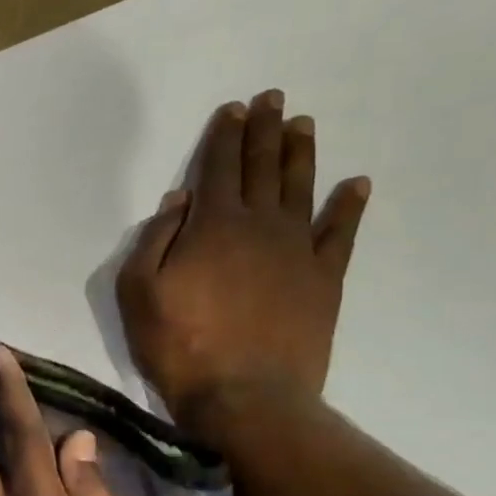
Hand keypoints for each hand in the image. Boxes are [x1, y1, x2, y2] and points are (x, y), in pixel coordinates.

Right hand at [117, 90, 369, 432]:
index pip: (219, 168)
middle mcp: (260, 226)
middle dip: (265, 130)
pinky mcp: (324, 279)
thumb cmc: (179, 345)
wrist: (246, 396)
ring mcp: (298, 250)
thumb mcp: (138, 293)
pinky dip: (349, 207)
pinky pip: (341, 233)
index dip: (225, 136)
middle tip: (273, 99)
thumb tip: (178, 201)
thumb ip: (154, 241)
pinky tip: (356, 185)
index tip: (234, 109)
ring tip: (304, 124)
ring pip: (302, 189)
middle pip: (263, 168)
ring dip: (301, 154)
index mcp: (212, 226)